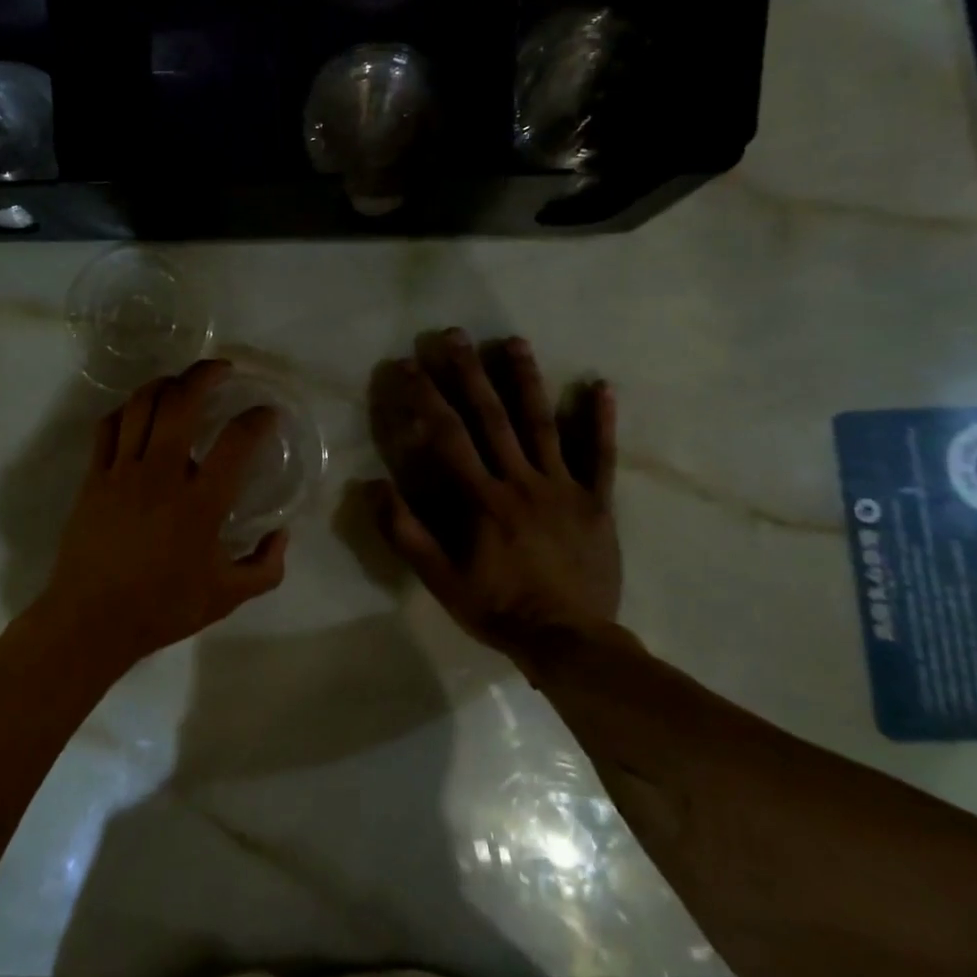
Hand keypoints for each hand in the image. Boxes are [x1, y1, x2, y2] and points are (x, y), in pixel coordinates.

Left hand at [41, 360, 288, 670]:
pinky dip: (127, 409)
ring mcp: (123, 471)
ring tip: (181, 381)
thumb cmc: (162, 608)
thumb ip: (265, 568)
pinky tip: (138, 410)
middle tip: (223, 369)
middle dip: (204, 375)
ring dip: (165, 384)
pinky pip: (108, 427)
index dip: (257, 419)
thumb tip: (283, 535)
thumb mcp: (226, 598)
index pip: (236, 443)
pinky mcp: (94, 477)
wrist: (91, 621)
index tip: (268, 412)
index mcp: (200, 503)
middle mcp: (162, 475)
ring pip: (141, 405)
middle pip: (182, 404)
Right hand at [366, 329, 620, 656]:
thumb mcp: (440, 580)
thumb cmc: (499, 608)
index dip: (427, 397)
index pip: (448, 436)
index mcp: (482, 499)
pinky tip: (600, 386)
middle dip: (470, 372)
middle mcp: (521, 481)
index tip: (410, 365)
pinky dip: (601, 420)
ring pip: (543, 424)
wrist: (571, 642)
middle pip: (493, 417)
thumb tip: (375, 486)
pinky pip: (601, 456)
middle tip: (455, 334)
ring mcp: (563, 487)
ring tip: (514, 342)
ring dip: (526, 380)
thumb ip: (406, 533)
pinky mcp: (596, 501)